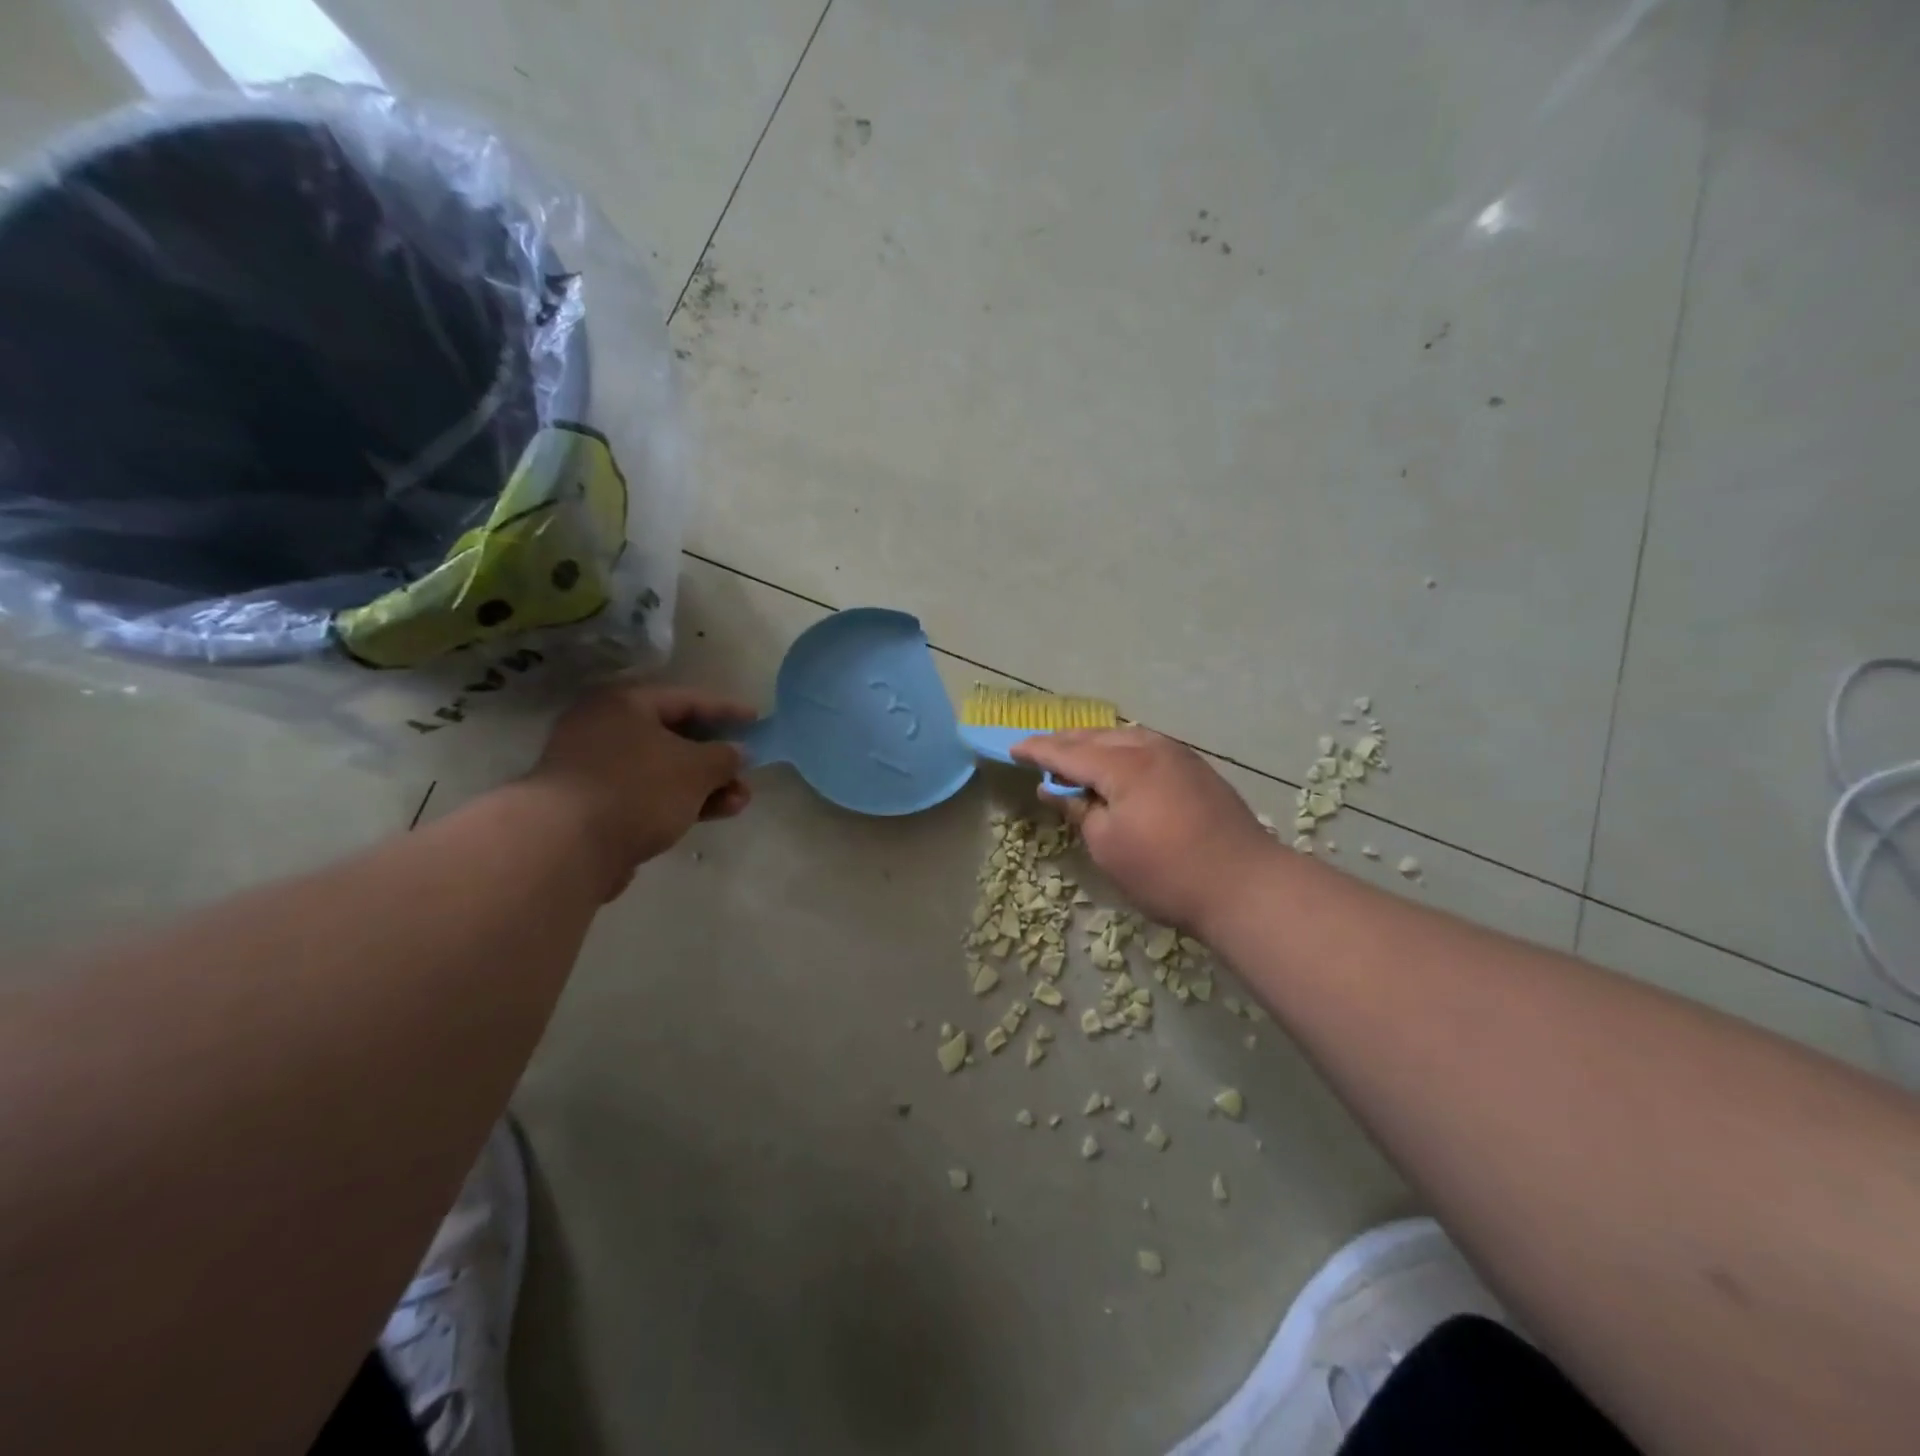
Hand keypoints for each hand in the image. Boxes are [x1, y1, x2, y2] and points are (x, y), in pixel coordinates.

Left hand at [526, 683, 754, 898]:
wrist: (565, 847)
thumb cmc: (637, 789)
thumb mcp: (696, 768)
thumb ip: (724, 757)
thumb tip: (738, 752)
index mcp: (624, 704)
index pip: (687, 699)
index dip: (726, 710)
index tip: (756, 720)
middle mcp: (604, 729)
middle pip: (674, 738)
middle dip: (716, 759)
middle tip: (747, 773)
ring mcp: (594, 770)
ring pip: (662, 772)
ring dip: (704, 786)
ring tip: (739, 803)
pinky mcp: (592, 807)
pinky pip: (646, 796)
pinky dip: (678, 803)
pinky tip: (707, 816)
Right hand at [1011, 727, 1279, 932]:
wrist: (1246, 886)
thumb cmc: (1165, 872)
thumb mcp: (1108, 846)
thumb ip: (1078, 810)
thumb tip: (1054, 789)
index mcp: (1123, 764)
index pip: (1067, 751)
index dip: (1037, 750)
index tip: (1013, 749)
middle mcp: (1150, 748)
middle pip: (1096, 736)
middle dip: (1065, 743)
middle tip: (1039, 753)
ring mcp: (1178, 755)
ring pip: (1124, 737)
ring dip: (1095, 745)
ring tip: (1075, 757)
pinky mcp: (1197, 769)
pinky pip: (1146, 747)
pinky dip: (1121, 751)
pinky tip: (1117, 765)